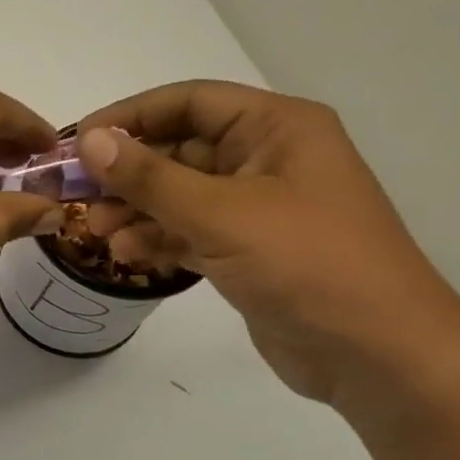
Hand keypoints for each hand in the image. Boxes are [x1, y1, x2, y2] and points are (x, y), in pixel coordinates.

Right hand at [75, 81, 459, 409]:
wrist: (381, 357)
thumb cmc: (308, 264)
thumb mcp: (221, 214)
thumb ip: (149, 177)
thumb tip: (90, 141)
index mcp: (276, 128)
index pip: (188, 102)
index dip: (129, 117)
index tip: (80, 142)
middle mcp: (267, 157)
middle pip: (178, 149)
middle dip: (127, 174)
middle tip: (78, 197)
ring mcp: (258, 206)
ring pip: (179, 192)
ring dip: (136, 209)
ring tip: (97, 233)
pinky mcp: (249, 248)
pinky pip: (190, 229)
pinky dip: (158, 237)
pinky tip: (127, 255)